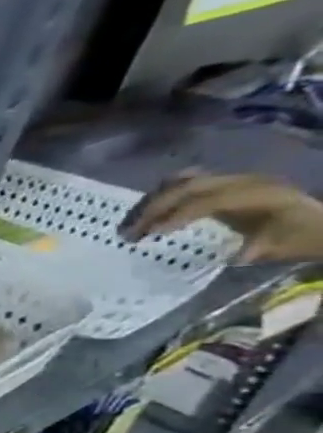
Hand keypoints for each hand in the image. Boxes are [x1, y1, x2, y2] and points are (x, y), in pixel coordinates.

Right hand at [120, 171, 322, 262]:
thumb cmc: (302, 238)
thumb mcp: (281, 247)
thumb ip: (252, 248)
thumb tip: (226, 253)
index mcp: (261, 194)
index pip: (208, 200)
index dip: (176, 216)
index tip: (149, 234)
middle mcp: (246, 180)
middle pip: (189, 186)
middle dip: (155, 207)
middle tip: (130, 230)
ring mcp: (236, 178)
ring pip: (185, 179)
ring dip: (156, 199)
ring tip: (136, 220)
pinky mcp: (227, 182)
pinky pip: (190, 180)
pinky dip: (167, 193)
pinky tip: (155, 210)